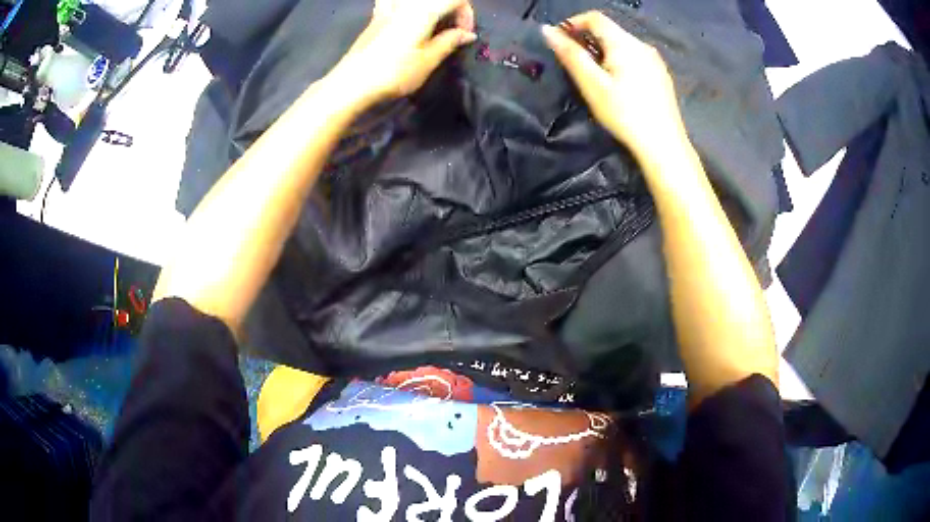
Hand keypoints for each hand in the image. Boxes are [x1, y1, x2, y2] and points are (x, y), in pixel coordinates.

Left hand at [330, 0, 476, 104]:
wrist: (353, 83)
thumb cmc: (394, 73)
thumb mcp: (428, 60)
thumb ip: (449, 41)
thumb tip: (467, 34)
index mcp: (424, 10)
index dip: (467, 14)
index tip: (464, 34)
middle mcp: (405, 3)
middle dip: (451, 8)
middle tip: (452, 28)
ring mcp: (388, 8)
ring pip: (414, 0)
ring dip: (428, 7)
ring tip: (431, 22)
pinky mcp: (376, 17)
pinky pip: (391, 1)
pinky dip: (403, 6)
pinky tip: (404, 17)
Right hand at [542, 11, 687, 161]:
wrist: (663, 145)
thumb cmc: (624, 114)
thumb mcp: (592, 84)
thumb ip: (570, 54)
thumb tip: (547, 30)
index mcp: (625, 43)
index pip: (595, 18)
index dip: (573, 23)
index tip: (559, 40)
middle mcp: (642, 45)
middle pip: (609, 31)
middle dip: (587, 39)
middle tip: (574, 62)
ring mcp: (655, 61)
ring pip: (622, 45)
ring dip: (603, 51)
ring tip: (593, 76)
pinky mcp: (660, 76)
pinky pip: (634, 58)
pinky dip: (619, 62)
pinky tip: (617, 85)